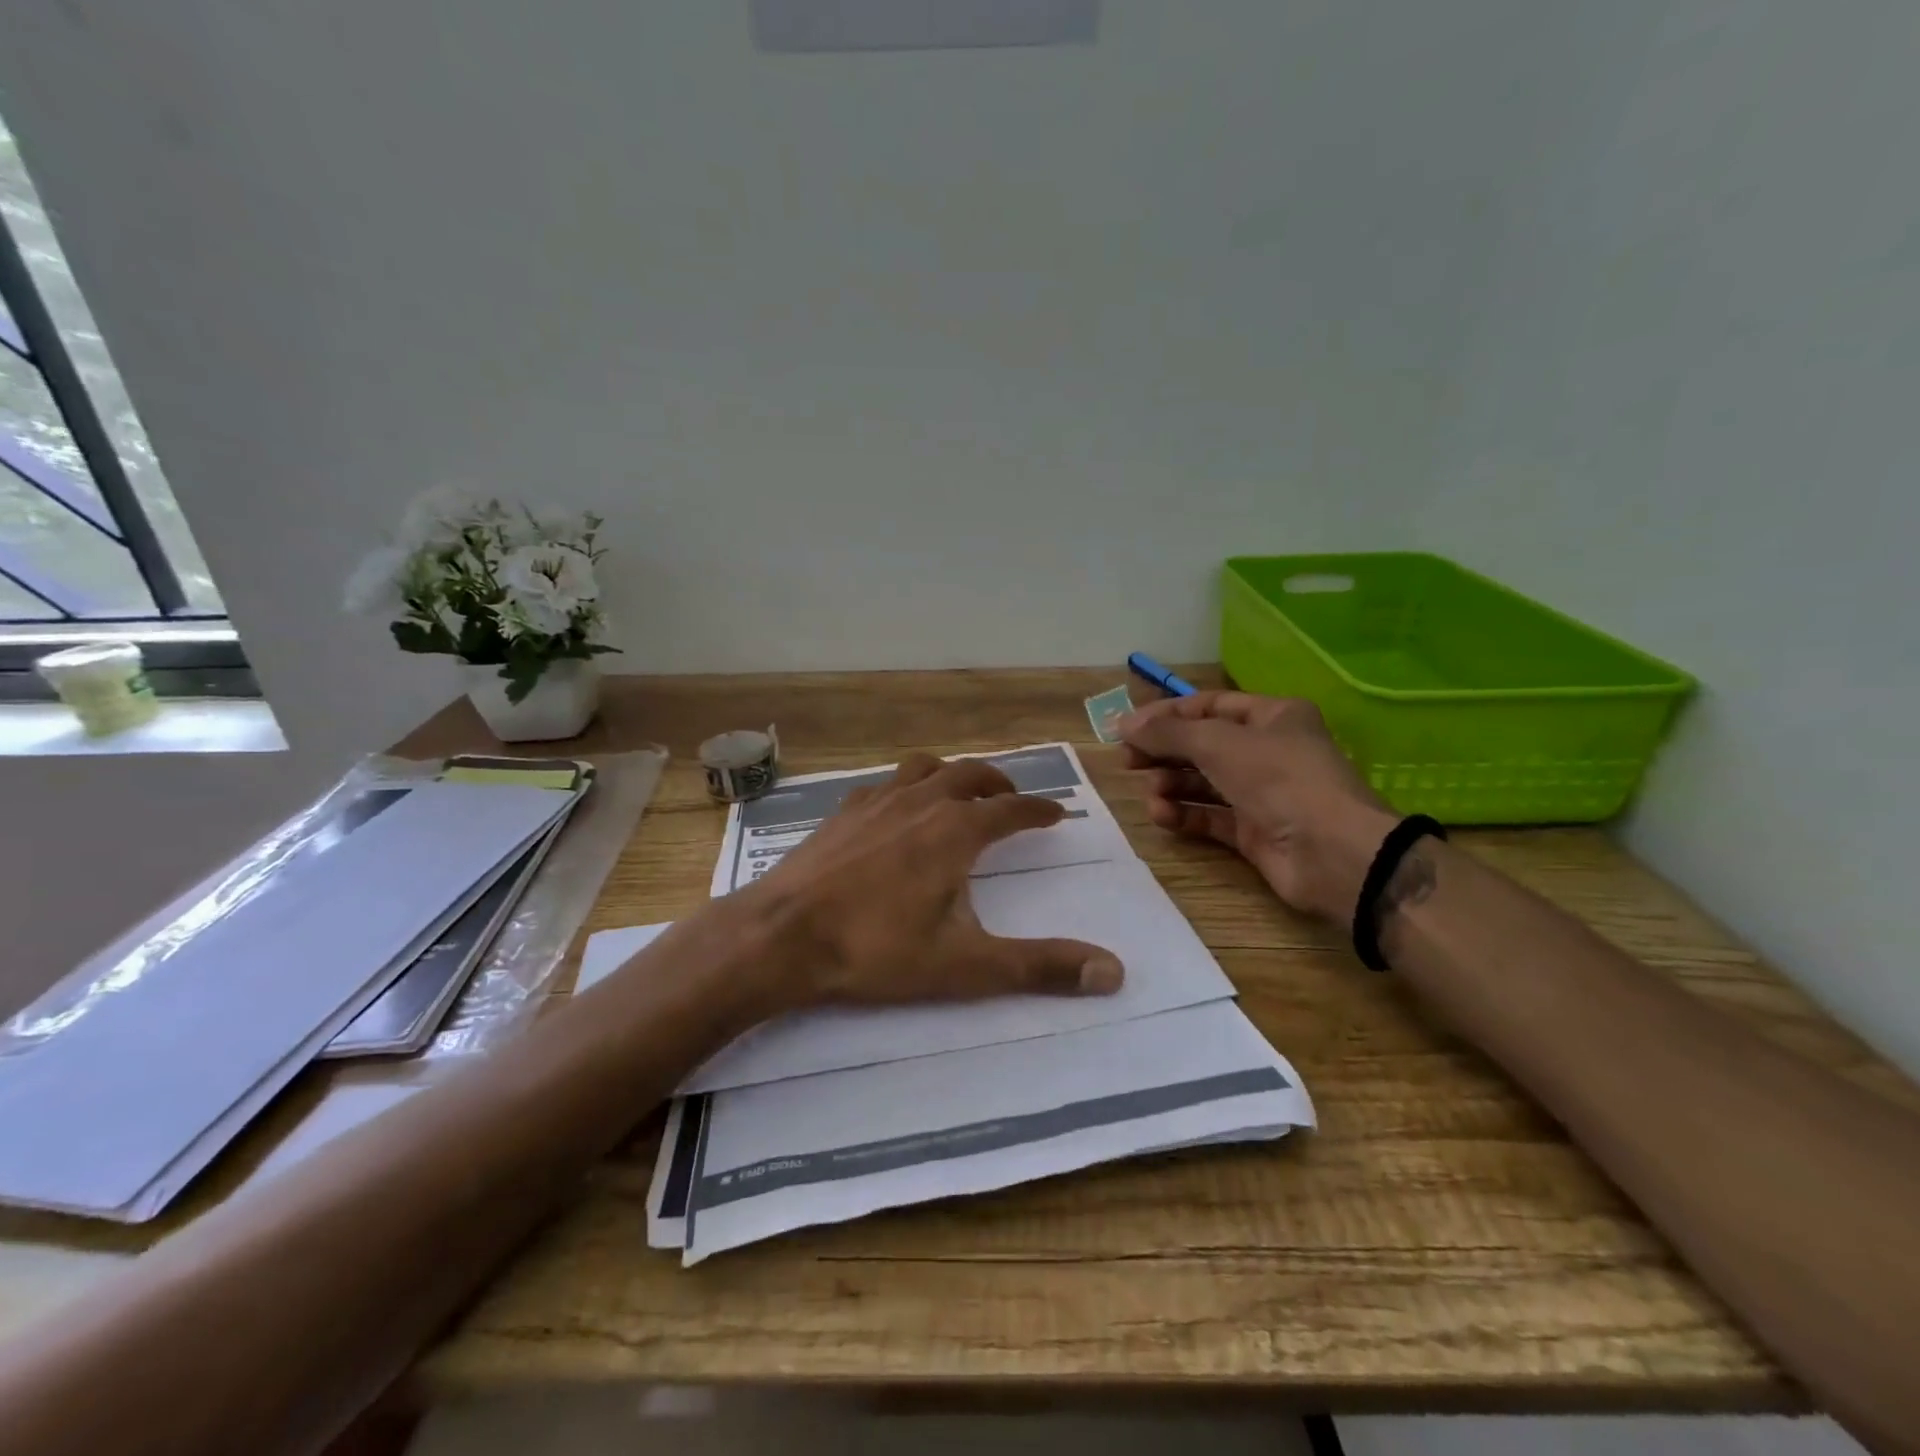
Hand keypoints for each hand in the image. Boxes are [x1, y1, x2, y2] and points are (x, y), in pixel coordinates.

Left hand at [739, 753, 1125, 1012]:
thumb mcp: (966, 966)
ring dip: (951, 776)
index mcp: (956, 831)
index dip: (1038, 811)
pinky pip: (884, 784)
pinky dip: (905, 788)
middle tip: (1011, 799)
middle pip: (970, 776)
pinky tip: (895, 810)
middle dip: (998, 785)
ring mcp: (876, 801)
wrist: (782, 936)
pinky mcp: (841, 812)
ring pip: (925, 769)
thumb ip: (1040, 967)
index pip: (1012, 810)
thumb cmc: (877, 951)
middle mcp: (921, 802)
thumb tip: (1113, 972)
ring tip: (959, 792)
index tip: (1055, 814)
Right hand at [1118, 692, 1397, 922]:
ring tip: (1152, 793)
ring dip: (1171, 785)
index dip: (1165, 715)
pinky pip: (1209, 817)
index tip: (1126, 729)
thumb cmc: (1279, 779)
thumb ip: (1167, 732)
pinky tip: (1162, 816)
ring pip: (1203, 782)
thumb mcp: (1218, 743)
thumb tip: (1122, 723)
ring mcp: (1261, 794)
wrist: (1332, 853)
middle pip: (1202, 744)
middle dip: (1164, 752)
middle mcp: (1267, 751)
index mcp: (1271, 716)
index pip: (1207, 706)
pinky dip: (1184, 815)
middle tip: (1127, 762)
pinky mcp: (1253, 832)